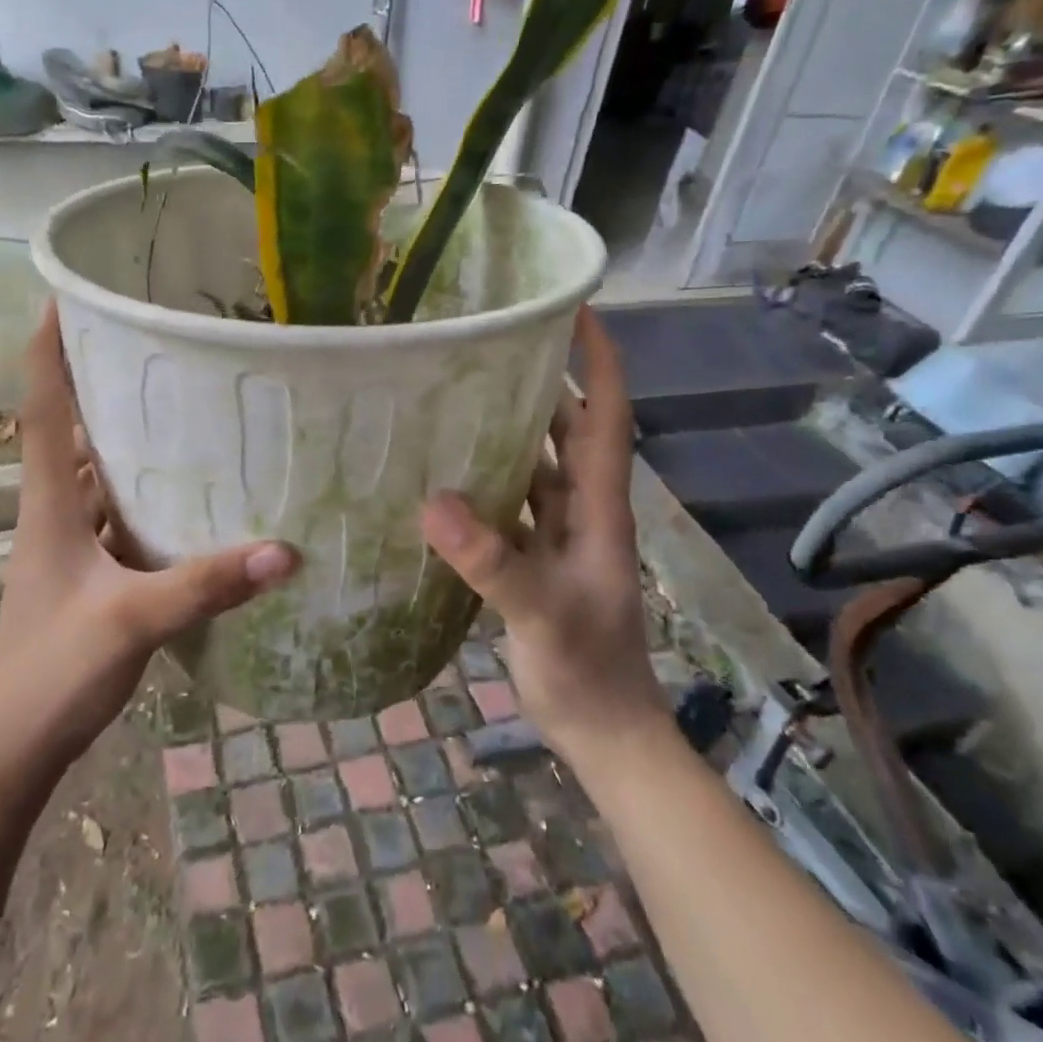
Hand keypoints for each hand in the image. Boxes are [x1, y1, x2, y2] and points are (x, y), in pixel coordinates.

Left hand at [0, 304, 297, 774]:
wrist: (16, 743)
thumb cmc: (54, 671)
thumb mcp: (132, 621)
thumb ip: (204, 586)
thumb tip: (284, 550)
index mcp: (49, 506)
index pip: (41, 409)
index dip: (48, 351)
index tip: (66, 296)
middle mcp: (55, 512)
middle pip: (71, 429)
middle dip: (101, 381)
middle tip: (153, 341)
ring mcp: (70, 544)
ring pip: (97, 472)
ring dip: (125, 436)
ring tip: (181, 400)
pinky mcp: (89, 572)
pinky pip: (117, 512)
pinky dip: (144, 491)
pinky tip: (188, 489)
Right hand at [421, 306, 664, 763]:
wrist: (604, 731)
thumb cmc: (586, 671)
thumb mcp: (541, 614)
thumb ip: (493, 562)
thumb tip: (435, 502)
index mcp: (598, 508)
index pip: (607, 416)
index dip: (598, 361)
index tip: (575, 310)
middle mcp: (583, 511)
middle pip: (570, 429)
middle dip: (544, 381)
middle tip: (492, 343)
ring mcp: (561, 536)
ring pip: (539, 464)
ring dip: (512, 428)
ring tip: (461, 392)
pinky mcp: (537, 559)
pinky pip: (514, 503)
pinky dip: (489, 479)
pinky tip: (448, 472)